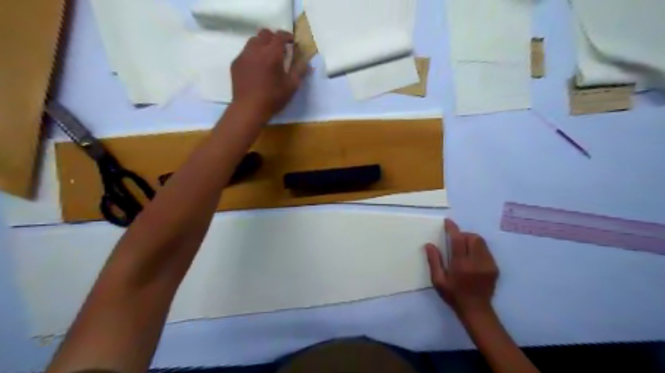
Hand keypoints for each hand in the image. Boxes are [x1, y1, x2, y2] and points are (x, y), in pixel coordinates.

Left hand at [232, 29, 308, 121]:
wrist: (249, 109)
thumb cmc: (273, 98)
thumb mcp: (291, 86)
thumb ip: (299, 71)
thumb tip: (307, 62)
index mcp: (271, 54)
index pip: (279, 36)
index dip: (287, 36)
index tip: (292, 42)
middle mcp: (256, 50)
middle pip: (264, 33)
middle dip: (274, 37)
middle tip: (280, 48)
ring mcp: (243, 56)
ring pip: (253, 41)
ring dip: (262, 44)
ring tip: (267, 56)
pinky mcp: (236, 63)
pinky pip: (245, 52)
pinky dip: (253, 54)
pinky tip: (257, 67)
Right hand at [426, 219, 498, 317]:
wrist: (476, 310)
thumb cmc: (454, 295)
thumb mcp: (438, 281)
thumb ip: (434, 261)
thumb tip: (429, 245)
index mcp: (461, 265)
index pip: (458, 240)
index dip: (452, 228)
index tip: (447, 222)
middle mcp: (476, 262)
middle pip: (473, 238)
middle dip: (463, 235)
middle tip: (455, 242)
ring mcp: (488, 265)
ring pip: (481, 242)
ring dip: (471, 240)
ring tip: (464, 249)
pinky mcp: (494, 268)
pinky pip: (486, 250)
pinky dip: (478, 249)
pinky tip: (472, 258)